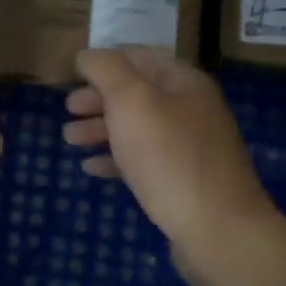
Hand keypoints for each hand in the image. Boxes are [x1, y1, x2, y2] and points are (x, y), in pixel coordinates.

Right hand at [62, 48, 285, 285]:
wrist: (217, 230)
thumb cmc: (169, 157)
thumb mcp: (131, 101)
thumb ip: (106, 70)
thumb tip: (87, 55)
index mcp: (183, 83)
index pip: (141, 56)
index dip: (107, 60)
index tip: (74, 72)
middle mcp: (190, 109)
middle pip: (137, 93)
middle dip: (99, 98)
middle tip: (67, 109)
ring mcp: (189, 147)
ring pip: (137, 128)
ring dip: (100, 128)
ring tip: (69, 139)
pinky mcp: (182, 181)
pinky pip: (143, 160)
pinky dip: (115, 159)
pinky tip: (91, 168)